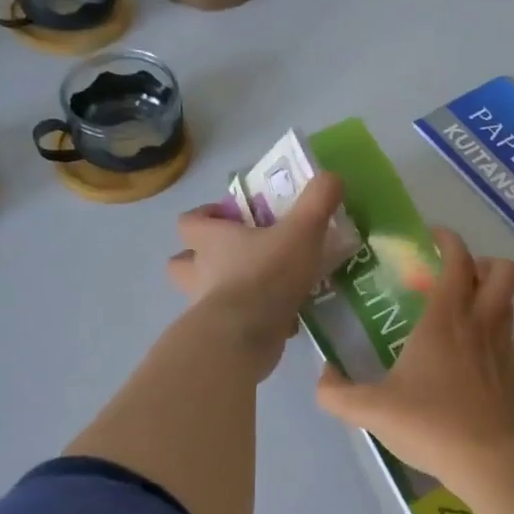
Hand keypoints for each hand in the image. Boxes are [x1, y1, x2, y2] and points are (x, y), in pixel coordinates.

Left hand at [167, 172, 346, 375]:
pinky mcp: (221, 336)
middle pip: (182, 262)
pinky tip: (282, 320)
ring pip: (205, 295)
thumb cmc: (266, 274)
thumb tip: (331, 177)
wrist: (246, 336)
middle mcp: (200, 272)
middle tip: (238, 255)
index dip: (205, 216)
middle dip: (202, 258)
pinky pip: (233, 324)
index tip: (231, 217)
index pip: (188, 222)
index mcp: (211, 241)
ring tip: (262, 288)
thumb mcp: (301, 231)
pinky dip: (252, 320)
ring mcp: (206, 308)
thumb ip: (317, 202)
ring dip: (227, 290)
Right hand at [316, 227, 513, 479]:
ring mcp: (503, 349)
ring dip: (493, 298)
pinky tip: (481, 356)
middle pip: (504, 271)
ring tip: (466, 312)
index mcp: (444, 318)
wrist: (484, 460)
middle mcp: (479, 323)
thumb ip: (336, 392)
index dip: (448, 240)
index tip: (432, 238)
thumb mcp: (369, 409)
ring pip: (511, 304)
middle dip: (484, 263)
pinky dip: (500, 339)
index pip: (458, 259)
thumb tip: (323, 374)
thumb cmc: (427, 422)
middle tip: (458, 277)